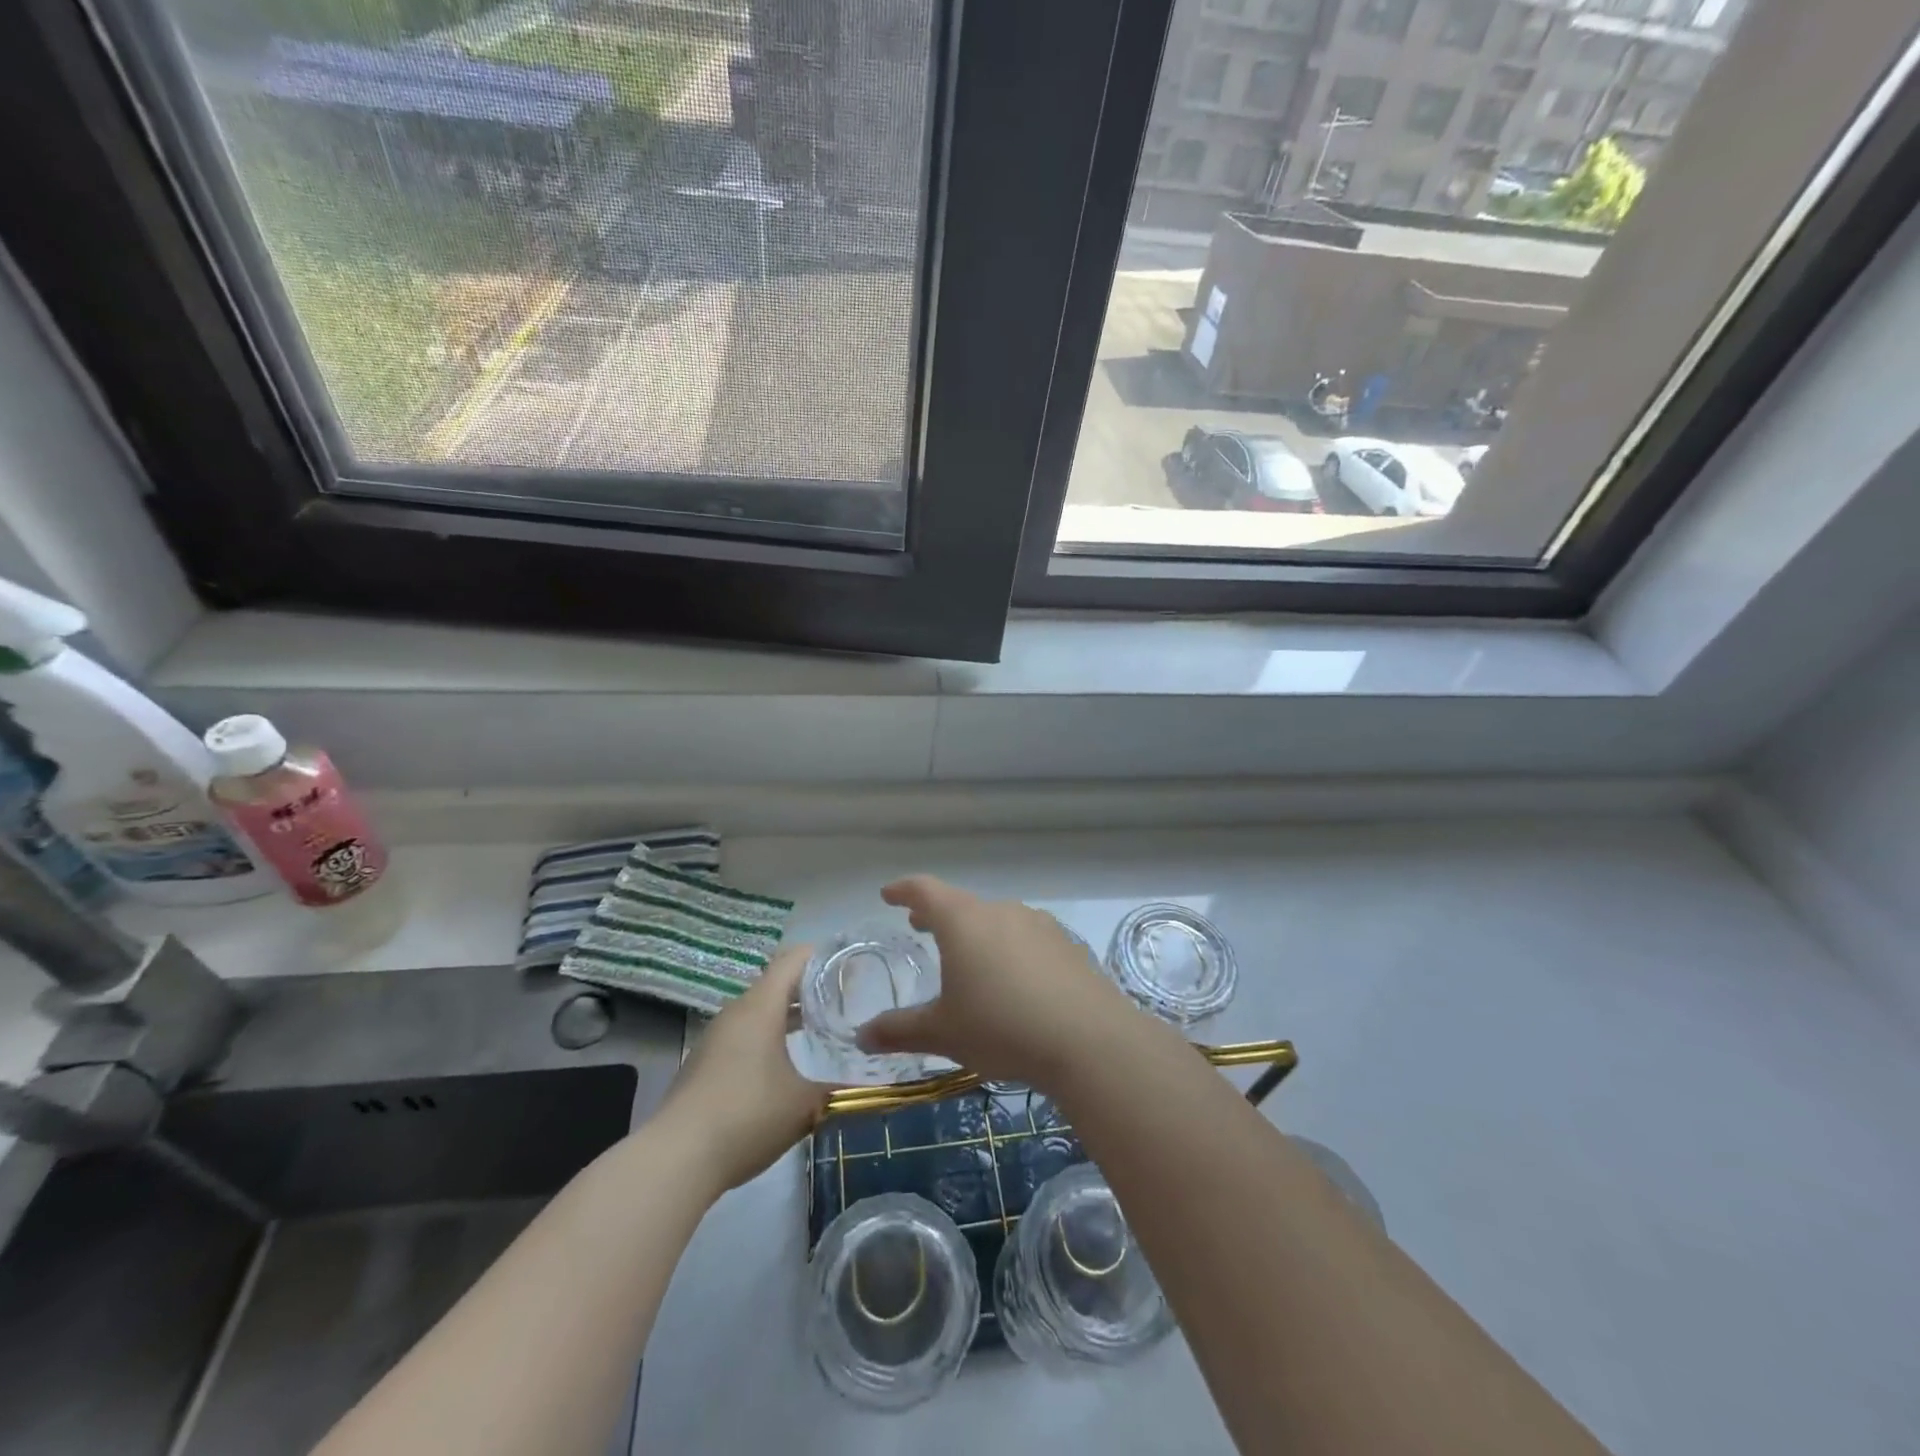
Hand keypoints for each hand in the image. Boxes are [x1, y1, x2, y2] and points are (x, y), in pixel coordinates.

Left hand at [658, 944, 828, 1191]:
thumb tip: (870, 1085)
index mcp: (761, 1006)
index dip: (823, 956)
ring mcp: (715, 1038)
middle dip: (810, 990)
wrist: (675, 1159)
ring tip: (820, 1033)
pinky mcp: (703, 1065)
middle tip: (844, 1002)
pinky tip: (784, 1068)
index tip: (851, 966)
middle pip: (776, 984)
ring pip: (759, 1012)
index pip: (794, 959)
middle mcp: (736, 1012)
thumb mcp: (805, 1104)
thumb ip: (839, 1089)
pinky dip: (767, 1039)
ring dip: (787, 1017)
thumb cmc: (747, 1115)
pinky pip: (743, 1036)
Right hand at [856, 876, 1140, 1090]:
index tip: (889, 894)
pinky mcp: (1067, 945)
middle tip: (921, 926)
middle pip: (962, 904)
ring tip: (968, 956)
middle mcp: (1001, 911)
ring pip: (997, 920)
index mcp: (964, 921)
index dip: (904, 890)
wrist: (1089, 1040)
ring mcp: (1038, 925)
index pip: (925, 890)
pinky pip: (1027, 938)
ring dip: (976, 932)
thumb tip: (860, 1037)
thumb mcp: (943, 1033)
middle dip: (938, 914)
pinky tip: (1014, 979)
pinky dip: (1009, 948)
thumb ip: (899, 1031)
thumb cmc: (1002, 1028)